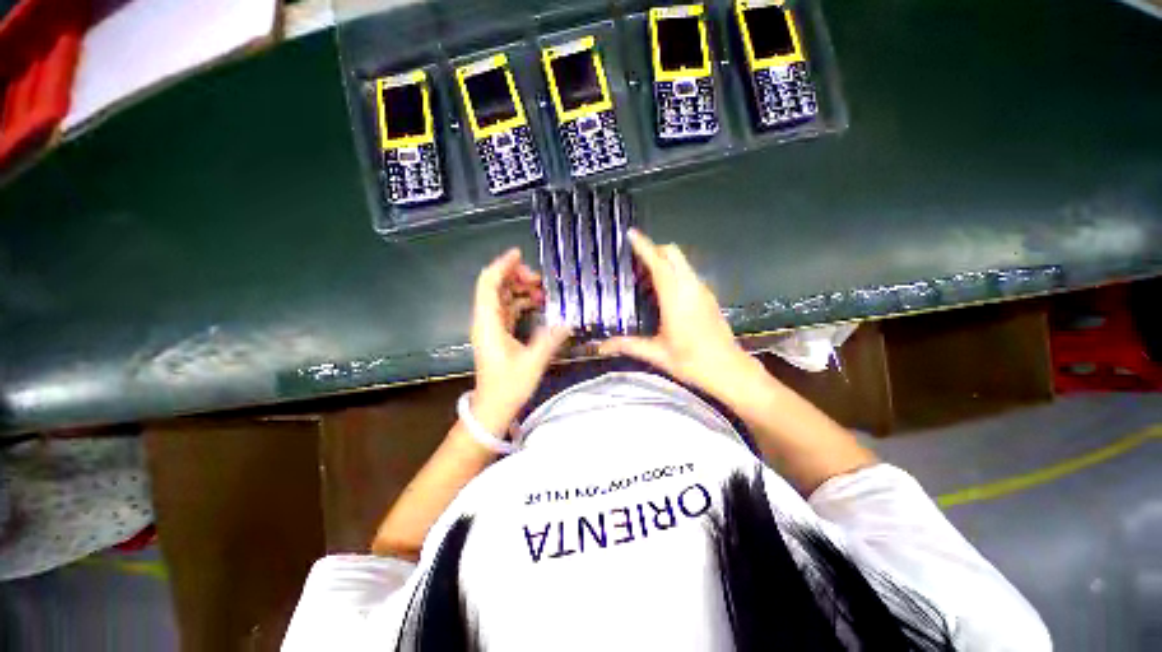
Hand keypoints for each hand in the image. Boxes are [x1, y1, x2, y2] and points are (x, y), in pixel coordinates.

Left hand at [471, 248, 571, 433]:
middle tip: (539, 279)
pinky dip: (520, 303)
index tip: (519, 254)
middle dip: (515, 277)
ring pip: (501, 298)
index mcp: (488, 323)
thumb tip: (568, 321)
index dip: (502, 266)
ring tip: (542, 291)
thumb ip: (550, 339)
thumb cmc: (508, 386)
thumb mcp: (533, 362)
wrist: (492, 408)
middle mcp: (485, 321)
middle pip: (495, 287)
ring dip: (519, 290)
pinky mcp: (497, 335)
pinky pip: (507, 310)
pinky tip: (537, 305)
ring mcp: (490, 327)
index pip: (489, 284)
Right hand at [599, 229, 758, 397]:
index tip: (632, 234)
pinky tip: (663, 291)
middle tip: (635, 260)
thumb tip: (601, 347)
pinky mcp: (708, 296)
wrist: (728, 369)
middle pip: (673, 254)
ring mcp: (702, 291)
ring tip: (645, 276)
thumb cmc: (691, 362)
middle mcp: (690, 288)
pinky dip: (674, 272)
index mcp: (675, 298)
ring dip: (664, 261)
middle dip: (654, 249)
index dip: (644, 247)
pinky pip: (688, 273)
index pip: (659, 264)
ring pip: (682, 262)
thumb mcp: (656, 354)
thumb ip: (628, 346)